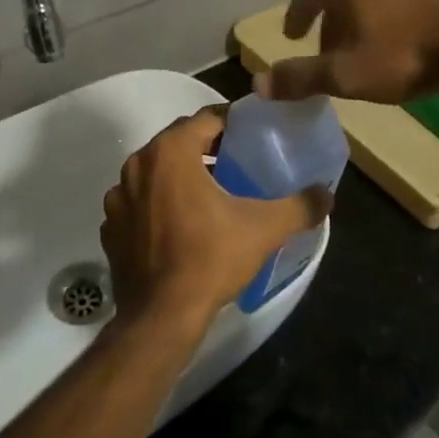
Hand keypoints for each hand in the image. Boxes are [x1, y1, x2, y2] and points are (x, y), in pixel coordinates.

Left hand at [101, 108, 333, 329]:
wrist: (160, 318)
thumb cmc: (210, 259)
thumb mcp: (264, 228)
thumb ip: (300, 206)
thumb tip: (327, 194)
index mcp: (170, 151)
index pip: (206, 118)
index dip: (233, 124)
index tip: (253, 136)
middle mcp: (138, 164)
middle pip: (179, 141)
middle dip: (207, 147)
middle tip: (238, 162)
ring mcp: (119, 197)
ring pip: (157, 171)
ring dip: (181, 175)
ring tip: (211, 193)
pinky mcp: (110, 228)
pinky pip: (139, 202)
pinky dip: (159, 205)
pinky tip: (180, 225)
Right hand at [256, 0, 438, 104]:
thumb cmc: (403, 55)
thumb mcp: (347, 74)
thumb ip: (301, 77)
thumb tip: (257, 83)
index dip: (296, 14)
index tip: (291, 35)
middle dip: (329, 17)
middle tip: (328, 46)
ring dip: (359, 13)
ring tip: (363, 44)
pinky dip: (386, 10)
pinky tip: (398, 35)